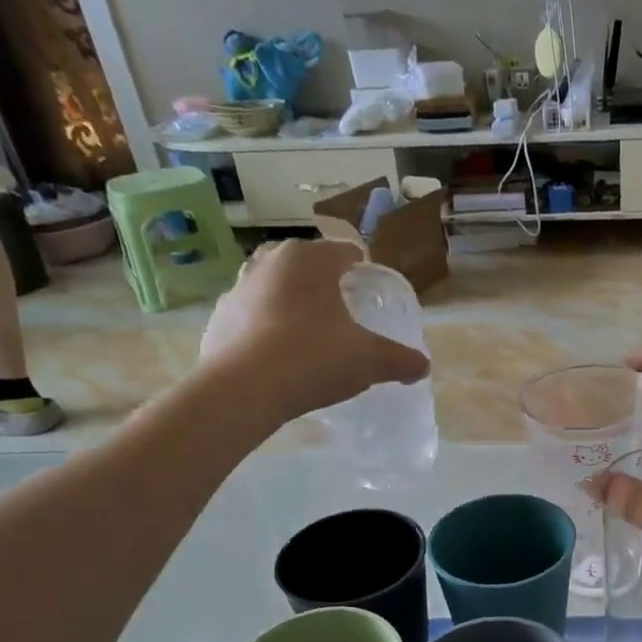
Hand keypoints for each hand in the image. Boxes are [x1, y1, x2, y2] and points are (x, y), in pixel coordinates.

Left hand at [200, 238, 428, 421]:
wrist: (243, 389)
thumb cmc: (314, 358)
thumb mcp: (370, 360)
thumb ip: (401, 360)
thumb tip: (422, 367)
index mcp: (310, 259)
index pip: (346, 252)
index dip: (364, 272)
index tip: (372, 298)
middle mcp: (271, 261)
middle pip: (309, 266)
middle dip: (326, 286)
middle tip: (345, 317)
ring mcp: (238, 287)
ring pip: (277, 288)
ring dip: (294, 305)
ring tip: (312, 337)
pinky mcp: (219, 317)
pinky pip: (253, 316)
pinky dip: (267, 328)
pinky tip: (280, 357)